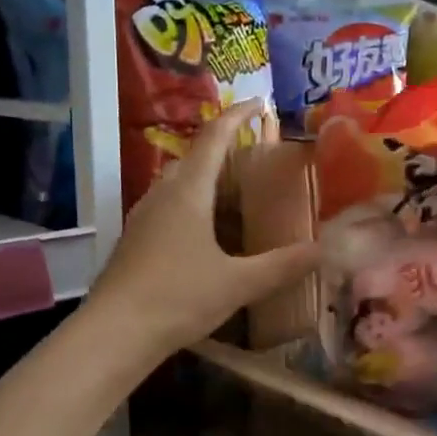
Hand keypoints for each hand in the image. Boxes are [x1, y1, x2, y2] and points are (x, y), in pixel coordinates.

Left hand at [88, 101, 320, 355]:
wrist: (115, 333)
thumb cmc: (178, 298)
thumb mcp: (237, 284)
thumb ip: (281, 266)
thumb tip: (321, 250)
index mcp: (187, 193)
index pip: (213, 138)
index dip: (236, 116)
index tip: (257, 103)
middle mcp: (161, 195)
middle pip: (191, 158)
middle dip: (220, 150)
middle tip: (251, 159)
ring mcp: (141, 218)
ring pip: (175, 185)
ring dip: (201, 180)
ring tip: (230, 195)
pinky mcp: (132, 242)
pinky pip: (164, 208)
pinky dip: (187, 206)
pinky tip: (201, 235)